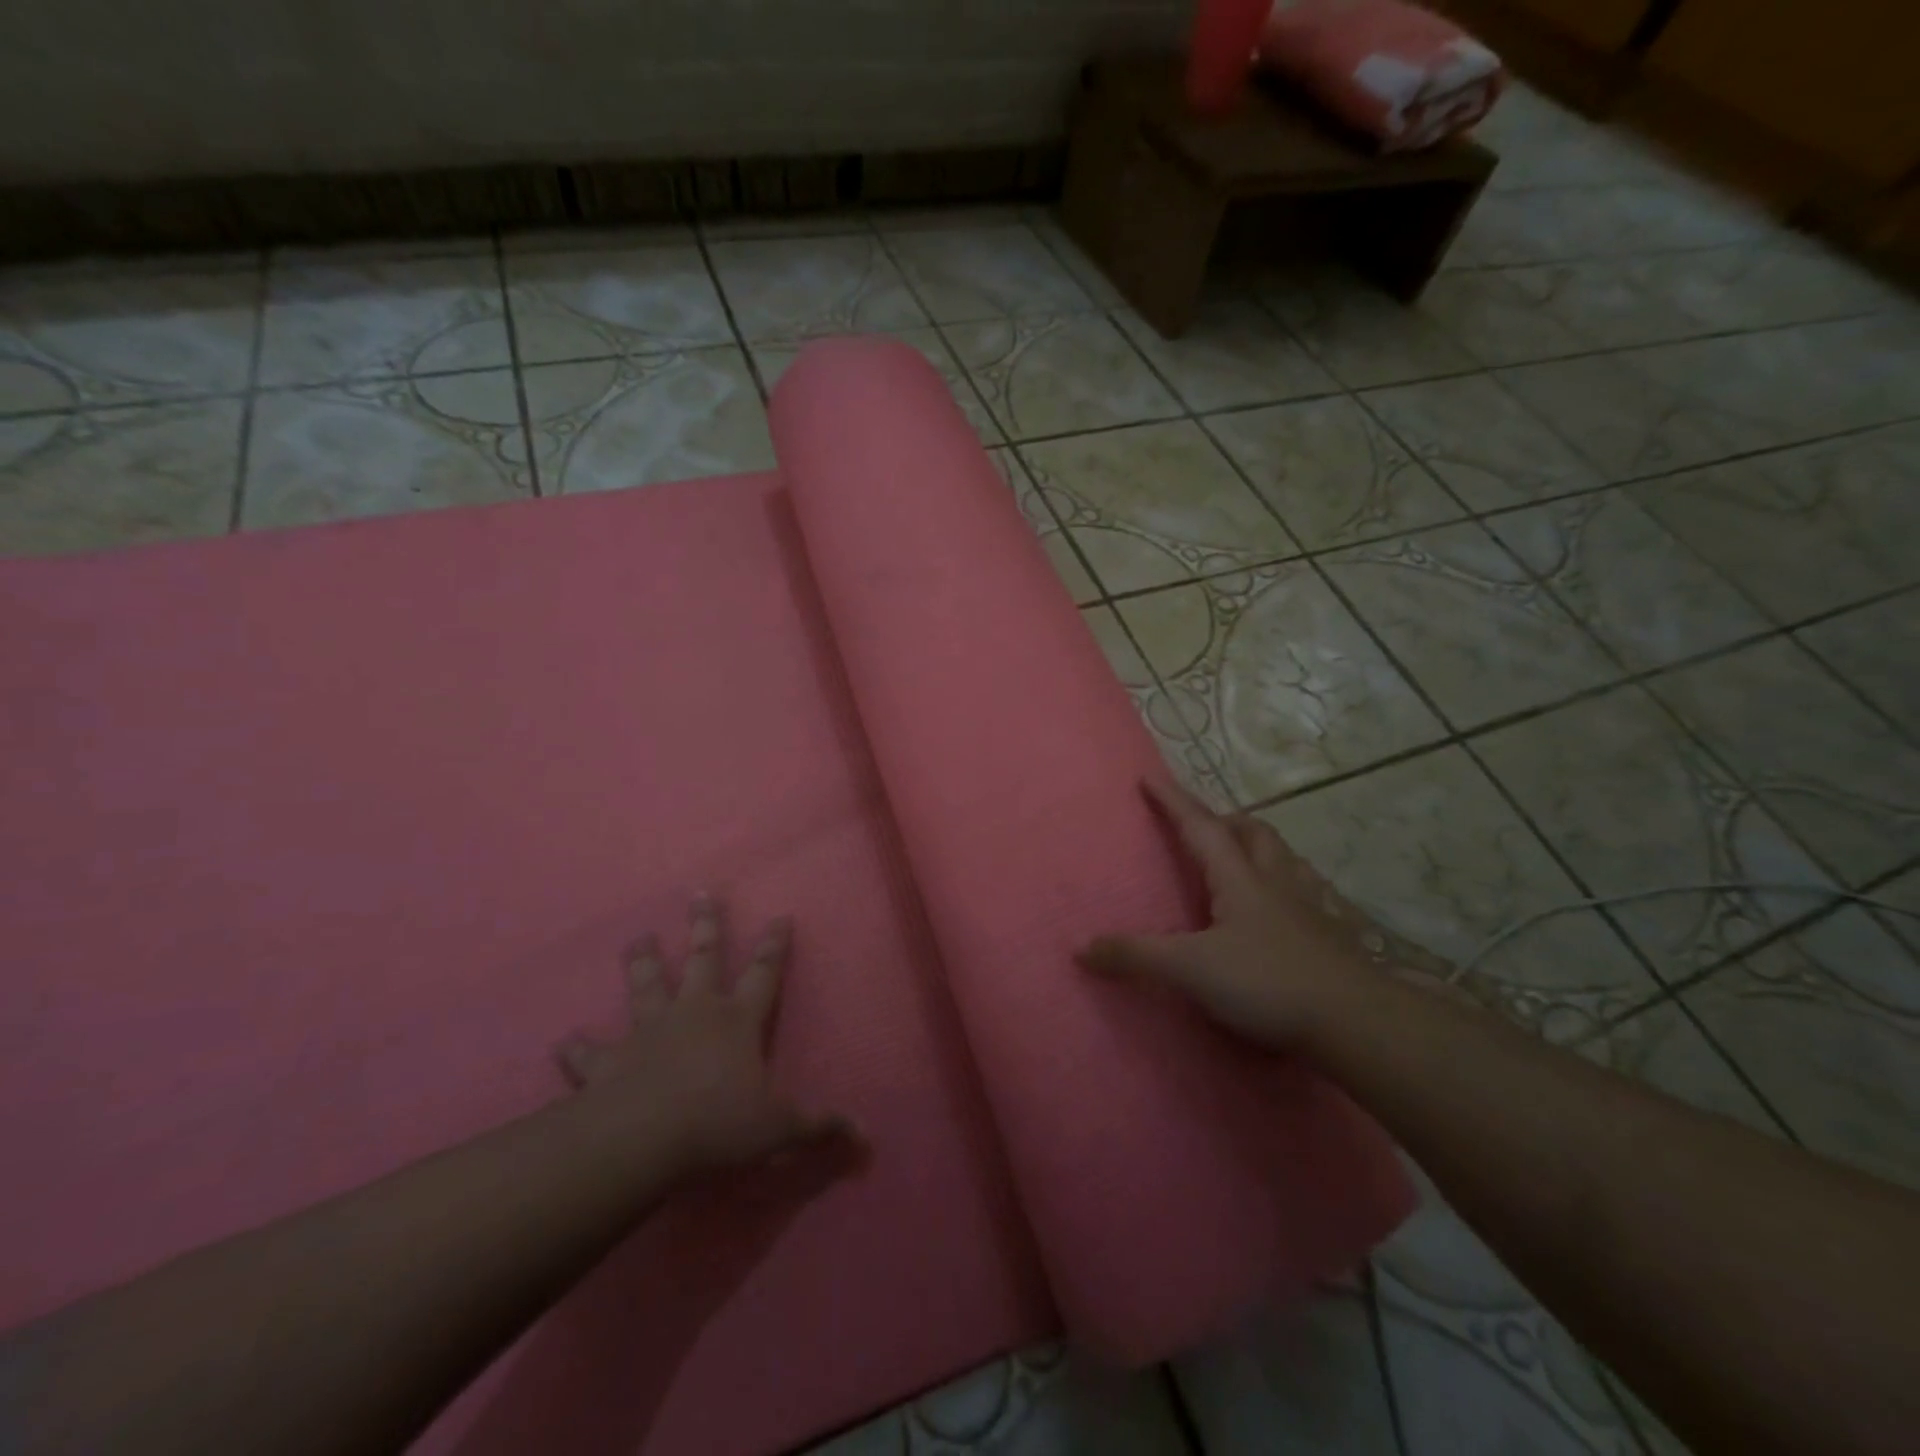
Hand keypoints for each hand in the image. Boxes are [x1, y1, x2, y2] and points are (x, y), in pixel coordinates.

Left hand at [556, 896, 854, 1174]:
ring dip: (642, 961)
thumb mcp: (779, 1129)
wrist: (642, 1140)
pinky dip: (578, 1048)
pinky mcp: (607, 1061)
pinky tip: (564, 1041)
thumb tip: (866, 1136)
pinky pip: (589, 1052)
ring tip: (638, 937)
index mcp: (737, 1021)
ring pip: (645, 985)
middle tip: (700, 893)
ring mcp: (647, 1032)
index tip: (779, 915)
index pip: (764, 974)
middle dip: (706, 925)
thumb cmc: (719, 1125)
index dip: (774, 945)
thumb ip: (820, 1127)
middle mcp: (693, 1013)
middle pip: (702, 959)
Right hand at [1078, 780, 1425, 1047]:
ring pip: (1285, 859)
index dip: (1173, 801)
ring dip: (1260, 847)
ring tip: (1243, 858)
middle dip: (1225, 820)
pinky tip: (1287, 908)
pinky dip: (1291, 887)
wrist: (1356, 1022)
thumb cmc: (1268, 984)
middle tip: (1205, 824)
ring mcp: (1309, 908)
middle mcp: (1276, 882)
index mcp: (1240, 879)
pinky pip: (1309, 895)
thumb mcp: (1191, 969)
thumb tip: (1081, 948)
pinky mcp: (1332, 937)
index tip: (1149, 777)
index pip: (1200, 827)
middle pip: (1253, 833)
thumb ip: (1136, 956)